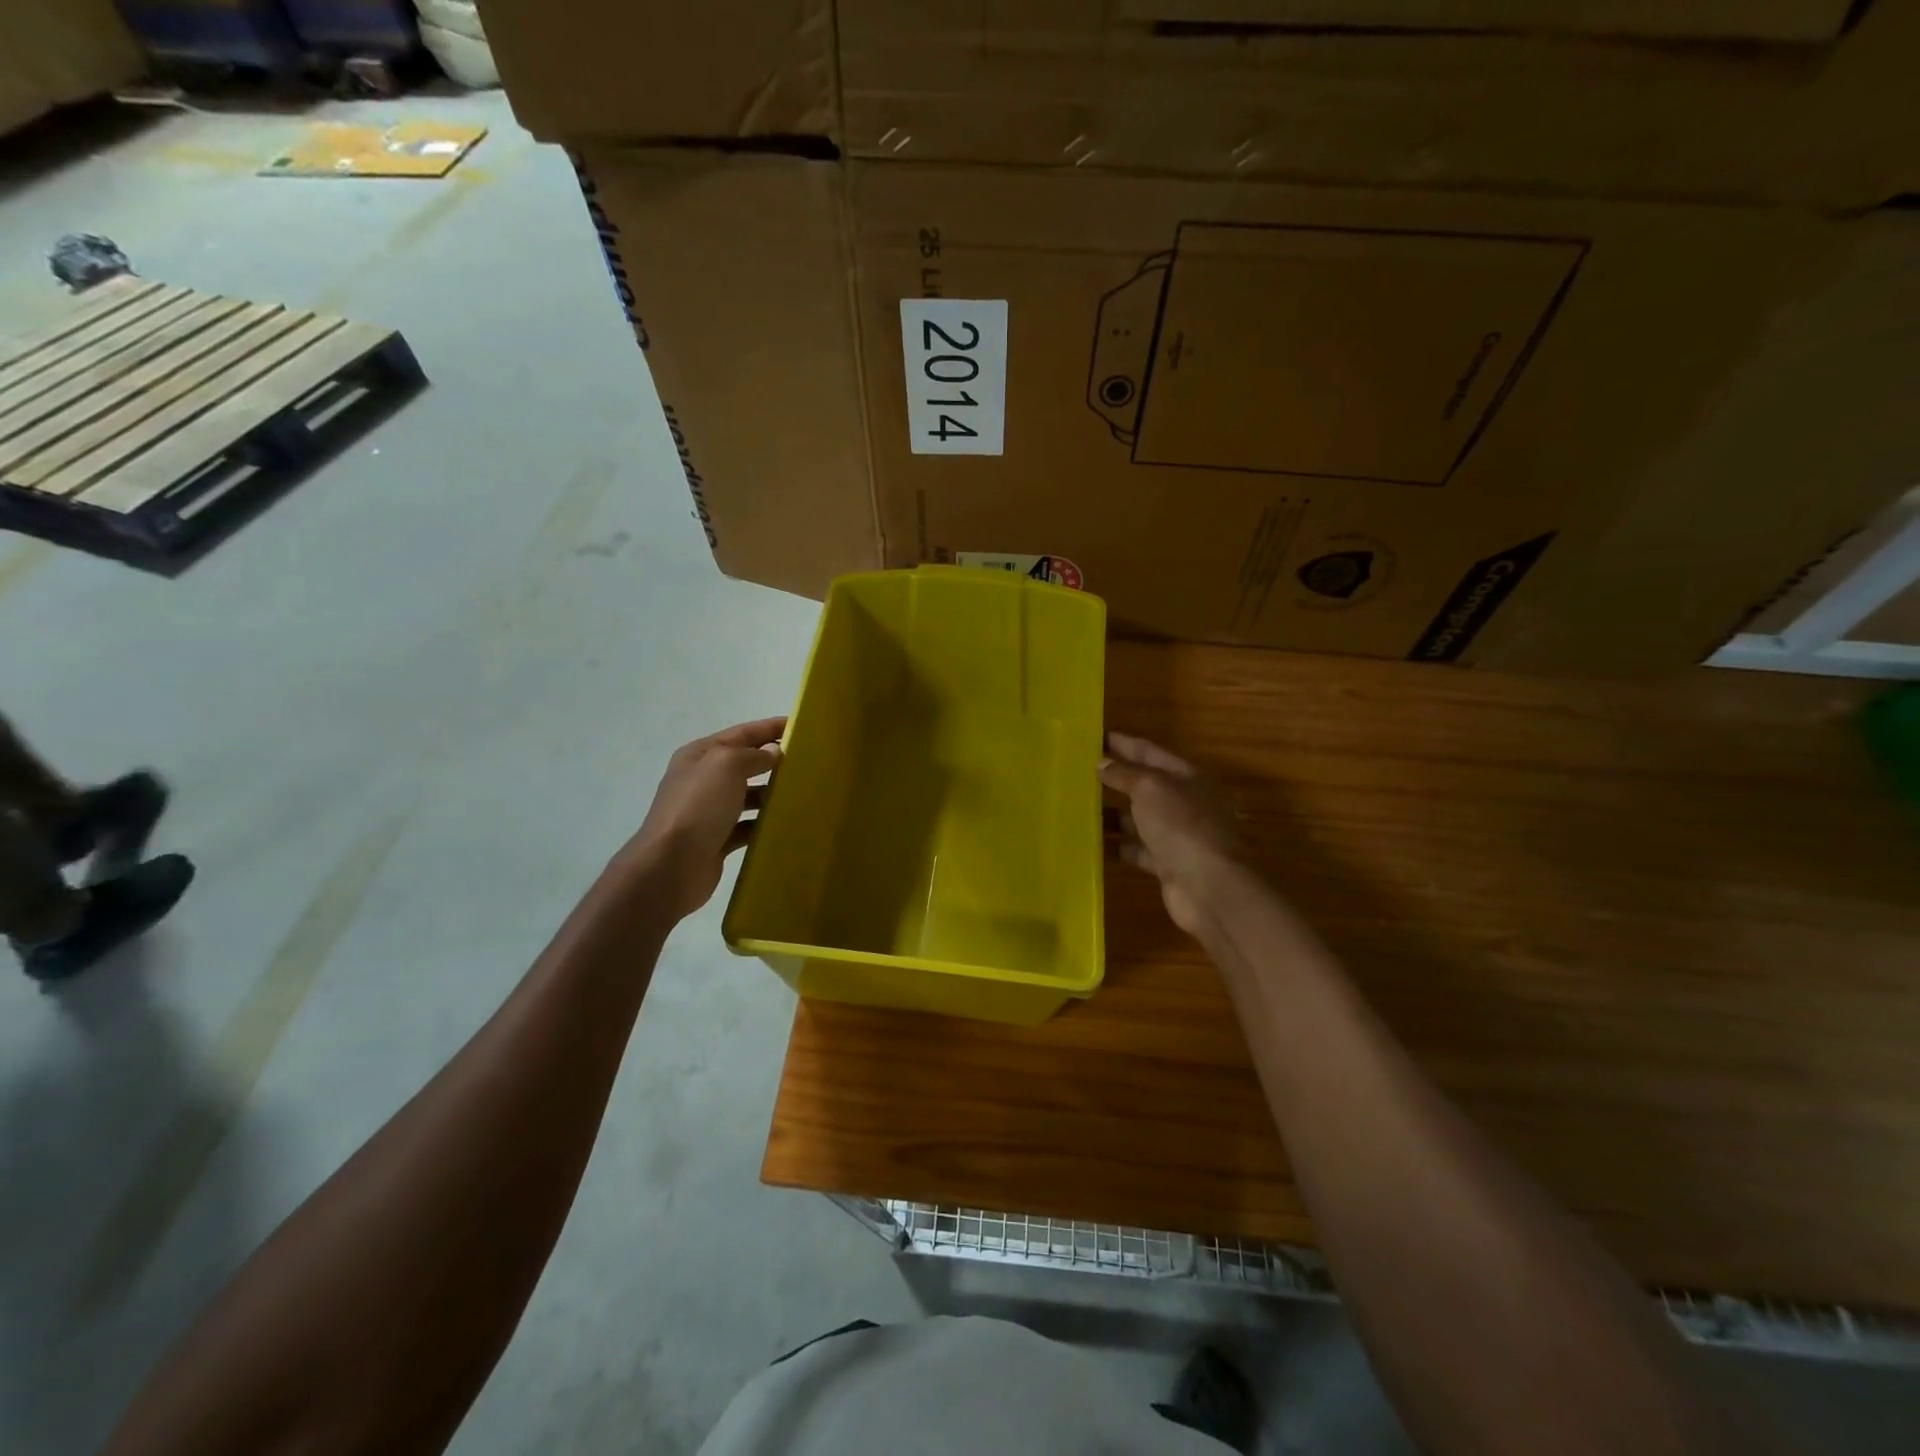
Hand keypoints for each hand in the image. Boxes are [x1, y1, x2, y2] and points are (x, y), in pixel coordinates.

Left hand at [627, 717, 784, 920]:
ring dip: (771, 794)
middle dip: (773, 761)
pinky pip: (747, 827)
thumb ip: (753, 755)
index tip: (799, 725)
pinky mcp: (717, 840)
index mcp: (700, 755)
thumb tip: (773, 753)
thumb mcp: (726, 766)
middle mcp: (702, 780)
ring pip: (747, 796)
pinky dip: (763, 825)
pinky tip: (785, 825)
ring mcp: (708, 812)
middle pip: (744, 764)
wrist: (671, 866)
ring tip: (803, 794)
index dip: (769, 727)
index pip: (741, 733)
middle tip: (808, 761)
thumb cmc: (698, 807)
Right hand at [1099, 732, 1244, 936]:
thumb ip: (1125, 774)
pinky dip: (1118, 847)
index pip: (1149, 752)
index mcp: (1186, 776)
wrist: (1210, 886)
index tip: (1093, 737)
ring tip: (1078, 810)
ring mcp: (1177, 836)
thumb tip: (1102, 763)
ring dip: (1112, 815)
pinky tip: (1091, 845)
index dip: (1122, 743)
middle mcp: (1184, 803)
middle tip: (1079, 773)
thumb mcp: (1150, 789)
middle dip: (1115, 779)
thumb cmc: (1181, 825)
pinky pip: (1137, 850)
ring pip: (1139, 820)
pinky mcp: (1168, 865)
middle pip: (1144, 786)